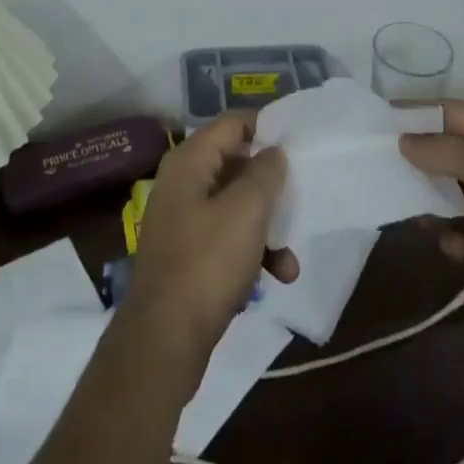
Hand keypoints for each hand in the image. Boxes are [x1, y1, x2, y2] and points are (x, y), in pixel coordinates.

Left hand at [123, 115, 298, 378]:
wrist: (164, 340)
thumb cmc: (207, 262)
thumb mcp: (246, 211)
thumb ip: (265, 173)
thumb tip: (273, 151)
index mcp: (190, 160)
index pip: (232, 123)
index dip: (265, 127)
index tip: (297, 142)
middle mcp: (182, 182)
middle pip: (235, 166)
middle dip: (270, 187)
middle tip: (299, 199)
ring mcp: (182, 220)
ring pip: (235, 207)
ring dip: (266, 229)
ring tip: (290, 261)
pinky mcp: (187, 255)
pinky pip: (226, 238)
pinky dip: (250, 252)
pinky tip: (273, 279)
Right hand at [400, 100, 463, 362]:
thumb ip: (441, 149)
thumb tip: (404, 142)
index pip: (453, 112)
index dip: (417, 115)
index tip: (377, 122)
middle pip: (452, 152)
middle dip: (422, 162)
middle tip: (384, 171)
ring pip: (457, 193)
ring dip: (435, 204)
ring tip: (417, 215)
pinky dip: (457, 237)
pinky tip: (454, 248)